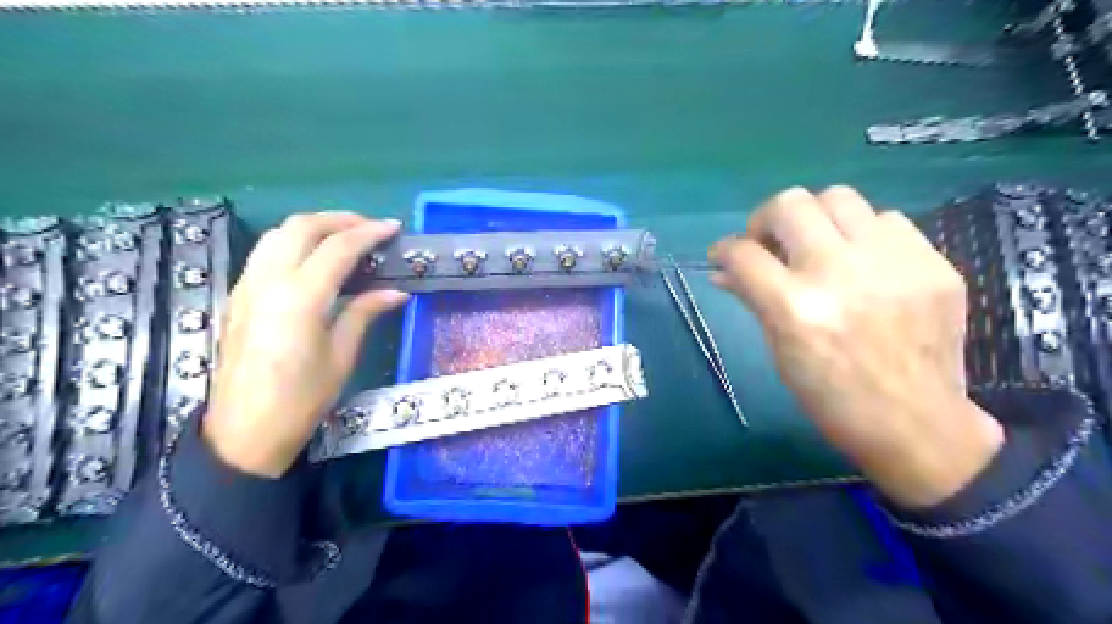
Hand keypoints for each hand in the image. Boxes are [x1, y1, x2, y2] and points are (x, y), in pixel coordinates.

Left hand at [203, 211, 407, 478]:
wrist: (243, 433)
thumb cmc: (301, 400)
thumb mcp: (341, 357)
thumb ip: (365, 313)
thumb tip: (396, 292)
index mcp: (300, 298)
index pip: (338, 248)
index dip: (369, 233)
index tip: (394, 228)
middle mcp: (268, 282)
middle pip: (301, 227)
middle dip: (339, 219)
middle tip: (370, 227)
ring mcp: (247, 286)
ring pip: (277, 234)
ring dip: (313, 227)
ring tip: (344, 237)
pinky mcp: (238, 297)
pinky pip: (265, 253)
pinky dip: (294, 243)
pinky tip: (314, 260)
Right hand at [713, 185, 1009, 506]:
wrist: (916, 424)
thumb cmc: (831, 397)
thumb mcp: (780, 350)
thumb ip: (752, 299)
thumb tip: (724, 270)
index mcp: (795, 308)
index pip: (743, 252)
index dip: (724, 250)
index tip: (724, 256)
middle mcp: (840, 273)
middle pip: (789, 204)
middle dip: (765, 219)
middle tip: (769, 244)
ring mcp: (892, 263)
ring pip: (838, 196)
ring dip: (815, 218)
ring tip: (818, 246)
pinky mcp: (933, 263)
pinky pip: (886, 219)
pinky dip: (863, 233)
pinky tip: (863, 261)